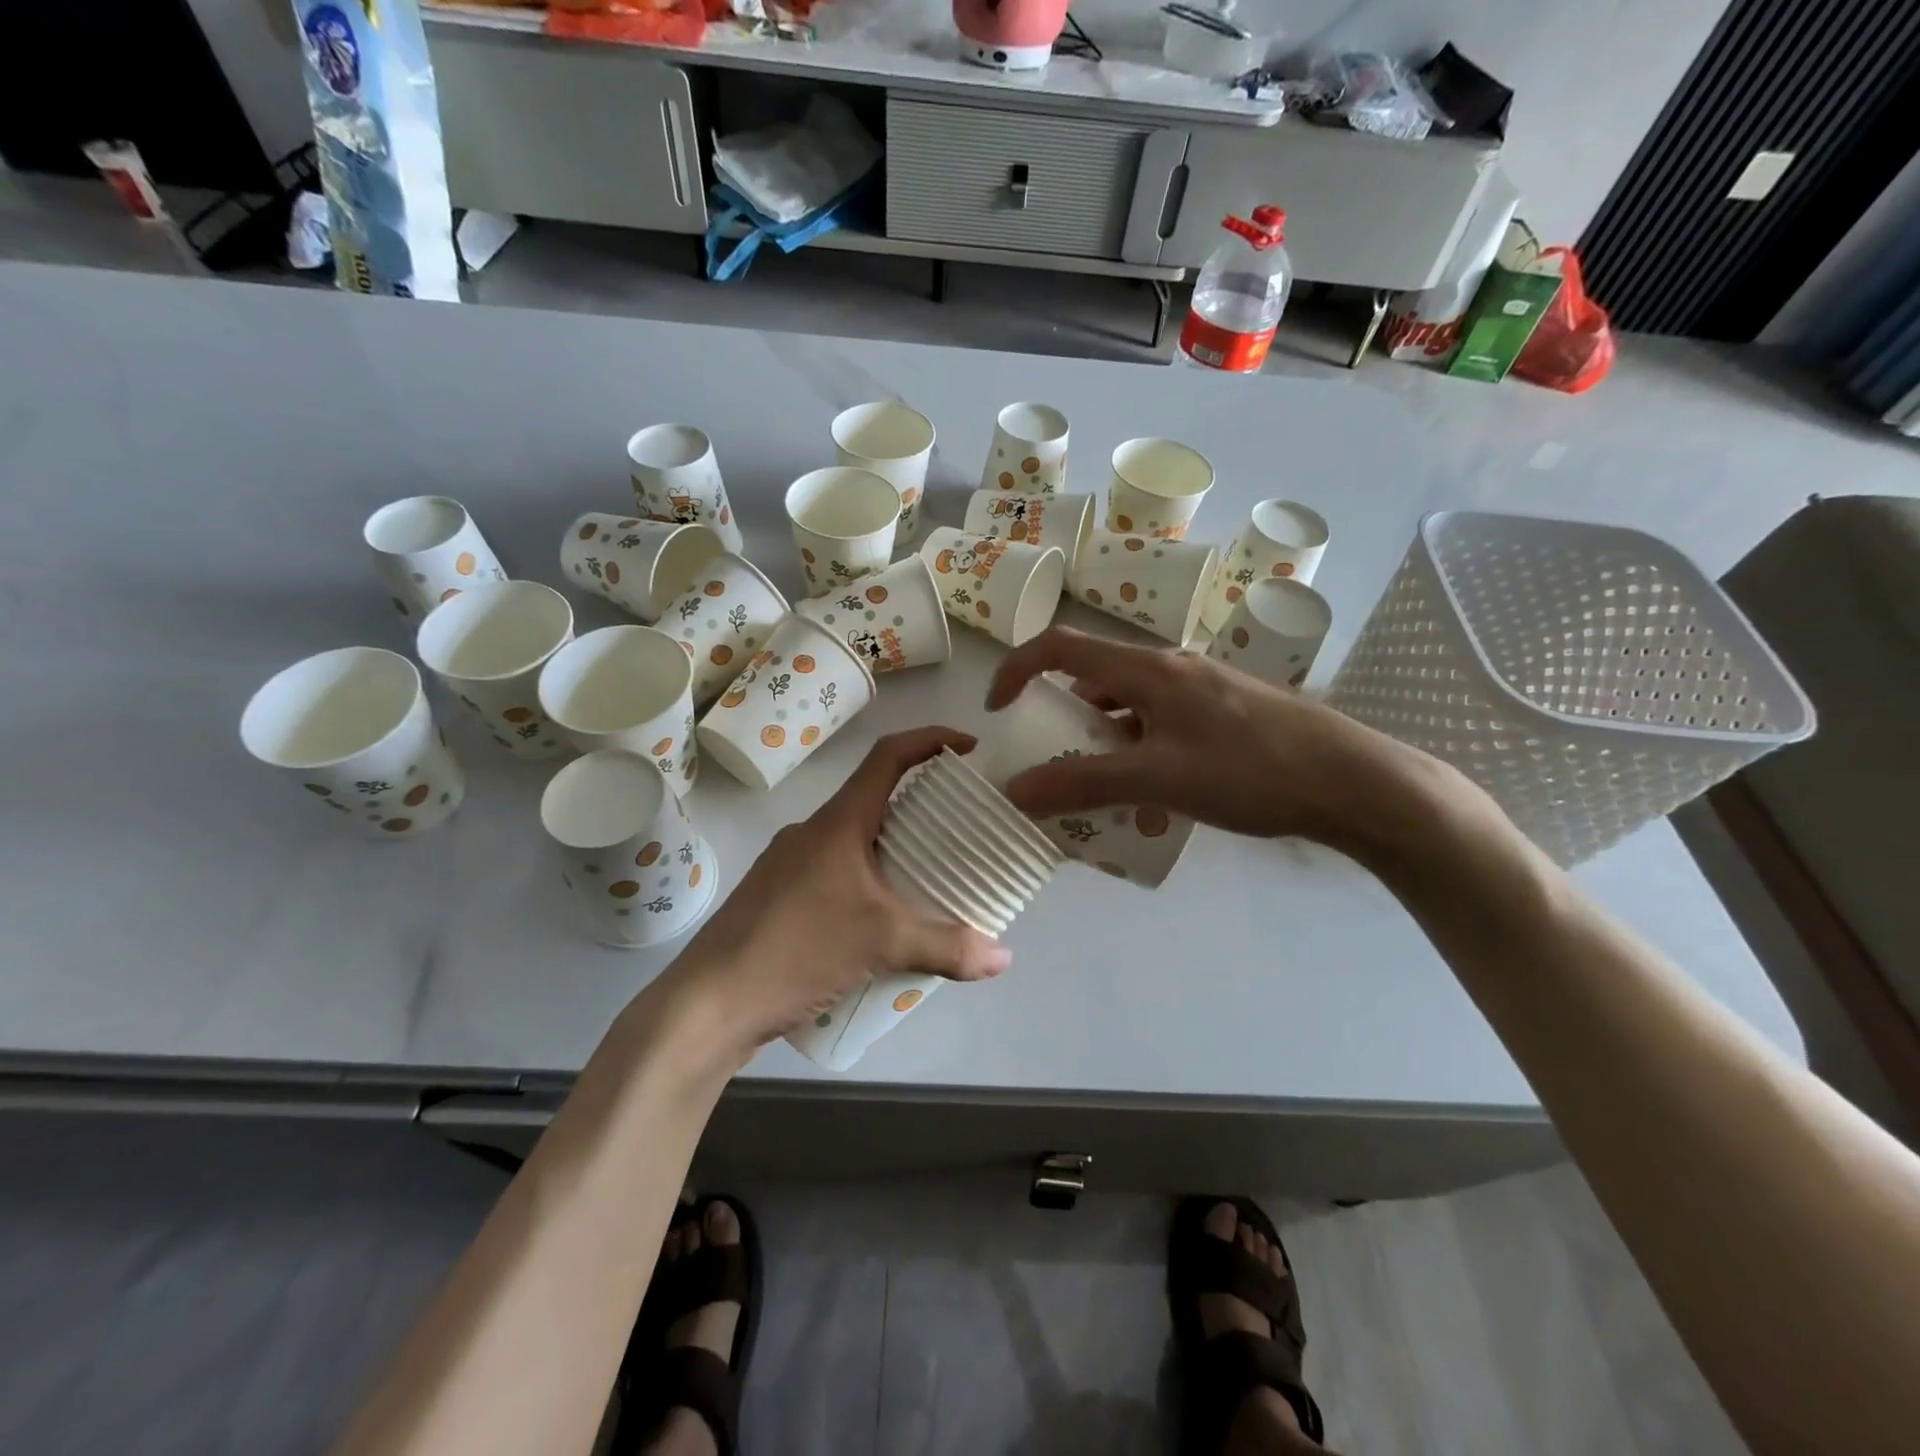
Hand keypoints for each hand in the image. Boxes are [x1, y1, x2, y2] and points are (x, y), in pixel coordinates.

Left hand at [661, 727, 1010, 1062]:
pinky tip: (881, 922)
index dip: (930, 740)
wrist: (709, 1003)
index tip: (968, 746)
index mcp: (838, 823)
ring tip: (929, 881)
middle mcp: (812, 832)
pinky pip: (836, 872)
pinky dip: (868, 881)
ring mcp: (789, 864)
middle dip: (922, 806)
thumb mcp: (882, 945)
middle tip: (962, 829)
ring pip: (855, 840)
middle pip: (875, 798)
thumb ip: (948, 948)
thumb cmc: (796, 950)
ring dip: (893, 848)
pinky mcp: (778, 896)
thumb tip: (1004, 958)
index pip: (888, 757)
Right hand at [985, 627, 1459, 859]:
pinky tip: (1154, 794)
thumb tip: (1016, 790)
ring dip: (1102, 739)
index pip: (1060, 647)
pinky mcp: (1224, 713)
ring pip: (1129, 705)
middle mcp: (1170, 669)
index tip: (997, 710)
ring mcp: (1201, 690)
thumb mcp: (1157, 779)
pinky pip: (1161, 723)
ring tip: (1101, 788)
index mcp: (1147, 670)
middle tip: (1053, 763)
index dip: (1017, 670)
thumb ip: (1083, 783)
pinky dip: (1138, 749)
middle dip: (1062, 718)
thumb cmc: (1249, 771)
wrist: (1351, 781)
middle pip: (1094, 678)